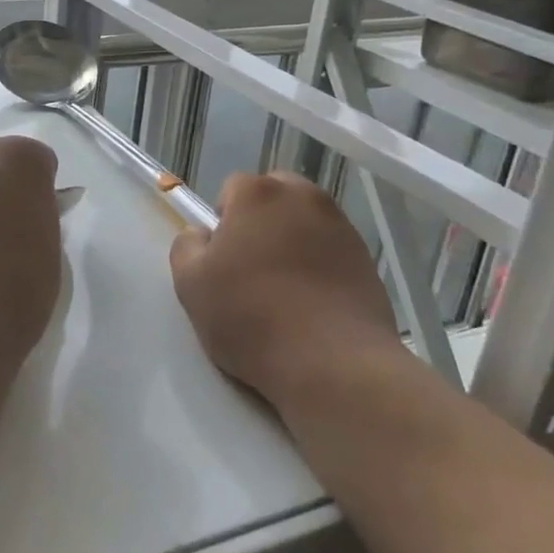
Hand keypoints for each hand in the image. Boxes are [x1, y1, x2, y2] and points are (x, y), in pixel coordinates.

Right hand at [170, 172, 398, 402]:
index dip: (223, 220)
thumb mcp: (191, 285)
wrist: (334, 364)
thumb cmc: (252, 317)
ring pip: (305, 221)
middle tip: (252, 266)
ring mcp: (341, 227)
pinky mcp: (367, 259)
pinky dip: (320, 264)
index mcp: (258, 194)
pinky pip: (331, 249)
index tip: (223, 257)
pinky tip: (313, 303)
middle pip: (274, 195)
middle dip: (261, 220)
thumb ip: (187, 246)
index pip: (232, 188)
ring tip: (285, 288)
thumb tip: (202, 235)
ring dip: (292, 240)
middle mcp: (303, 197)